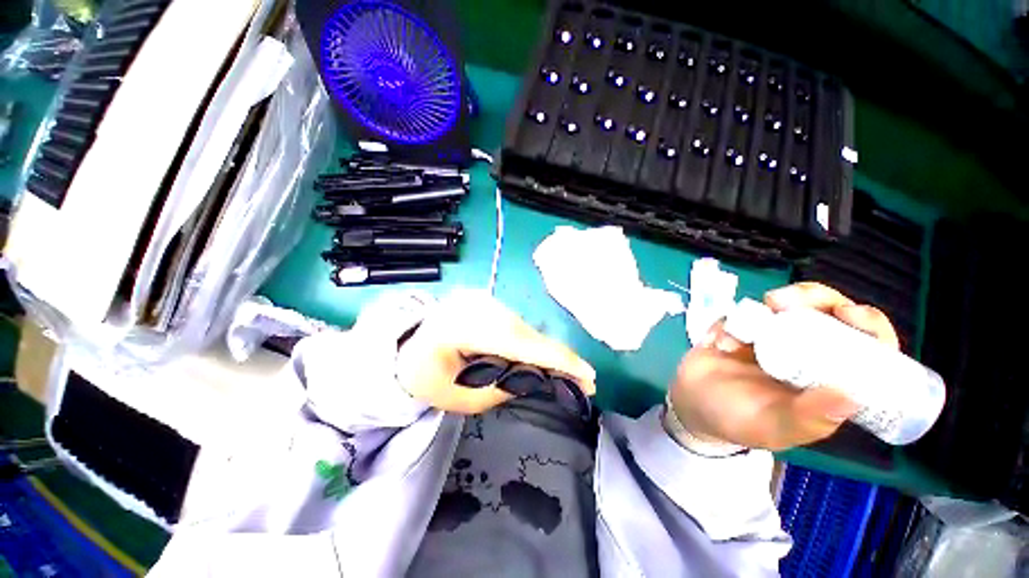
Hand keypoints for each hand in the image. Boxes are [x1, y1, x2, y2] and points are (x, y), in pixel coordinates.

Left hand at [396, 291, 595, 413]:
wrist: (407, 346)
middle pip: (528, 335)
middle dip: (558, 359)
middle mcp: (478, 306)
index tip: (588, 376)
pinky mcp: (488, 302)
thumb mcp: (461, 398)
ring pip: (526, 329)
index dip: (557, 360)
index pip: (520, 344)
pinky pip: (518, 324)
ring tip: (563, 373)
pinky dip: (532, 343)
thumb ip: (503, 388)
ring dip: (545, 352)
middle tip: (581, 382)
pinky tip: (540, 357)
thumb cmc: (427, 378)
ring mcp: (483, 300)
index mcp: (463, 328)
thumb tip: (539, 376)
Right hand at [668, 282, 898, 450]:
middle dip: (819, 299)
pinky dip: (739, 317)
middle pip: (830, 314)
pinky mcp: (741, 326)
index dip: (868, 326)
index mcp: (828, 380)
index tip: (850, 314)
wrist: (689, 404)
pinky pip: (746, 311)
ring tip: (768, 305)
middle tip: (795, 302)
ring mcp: (774, 336)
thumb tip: (852, 397)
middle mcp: (808, 354)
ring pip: (794, 303)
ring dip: (786, 297)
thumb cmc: (737, 421)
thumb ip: (807, 417)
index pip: (866, 349)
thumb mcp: (774, 428)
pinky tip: (725, 340)